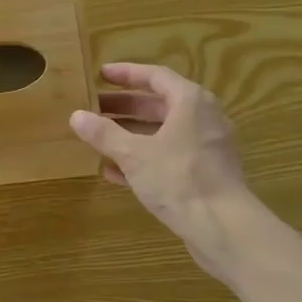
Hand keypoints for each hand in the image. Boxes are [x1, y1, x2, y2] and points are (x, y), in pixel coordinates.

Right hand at [69, 63, 252, 259]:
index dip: (126, 74)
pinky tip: (115, 172)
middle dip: (125, 106)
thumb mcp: (134, 154)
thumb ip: (104, 134)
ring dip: (131, 133)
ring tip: (99, 138)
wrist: (224, 227)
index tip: (101, 75)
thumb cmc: (179, 179)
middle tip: (94, 107)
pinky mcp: (206, 173)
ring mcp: (207, 147)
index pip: (155, 76)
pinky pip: (170, 156)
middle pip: (159, 104)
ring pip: (163, 132)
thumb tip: (76, 116)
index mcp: (190, 102)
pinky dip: (144, 157)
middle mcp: (203, 118)